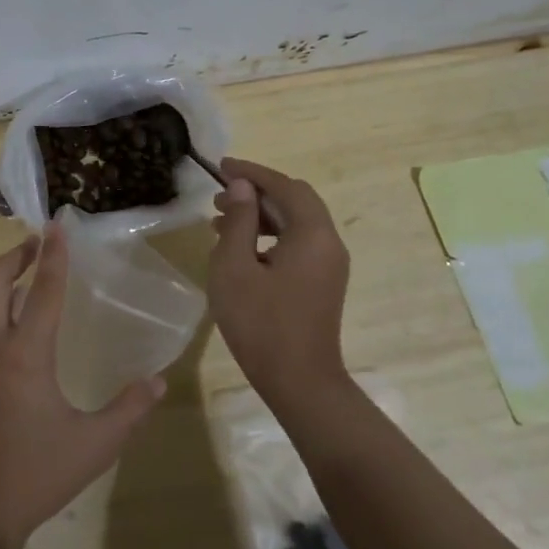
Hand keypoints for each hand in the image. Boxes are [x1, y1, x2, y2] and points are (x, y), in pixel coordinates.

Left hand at [0, 222, 164, 548]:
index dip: (52, 256)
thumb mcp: (94, 446)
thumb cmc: (36, 475)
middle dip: (13, 257)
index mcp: (24, 356)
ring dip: (0, 284)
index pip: (42, 292)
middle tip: (36, 243)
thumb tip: (157, 381)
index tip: (56, 225)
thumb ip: (129, 410)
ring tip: (25, 279)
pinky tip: (10, 331)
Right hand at [208, 157, 352, 414]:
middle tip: (220, 195)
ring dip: (261, 214)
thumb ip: (239, 221)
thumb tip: (243, 187)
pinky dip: (269, 235)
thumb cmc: (261, 323)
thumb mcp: (235, 267)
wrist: (299, 382)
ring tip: (221, 220)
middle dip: (256, 192)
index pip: (284, 186)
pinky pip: (297, 243)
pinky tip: (240, 248)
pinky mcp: (322, 282)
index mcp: (312, 234)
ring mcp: (329, 265)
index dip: (252, 172)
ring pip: (295, 223)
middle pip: (294, 201)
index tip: (222, 166)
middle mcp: (328, 243)